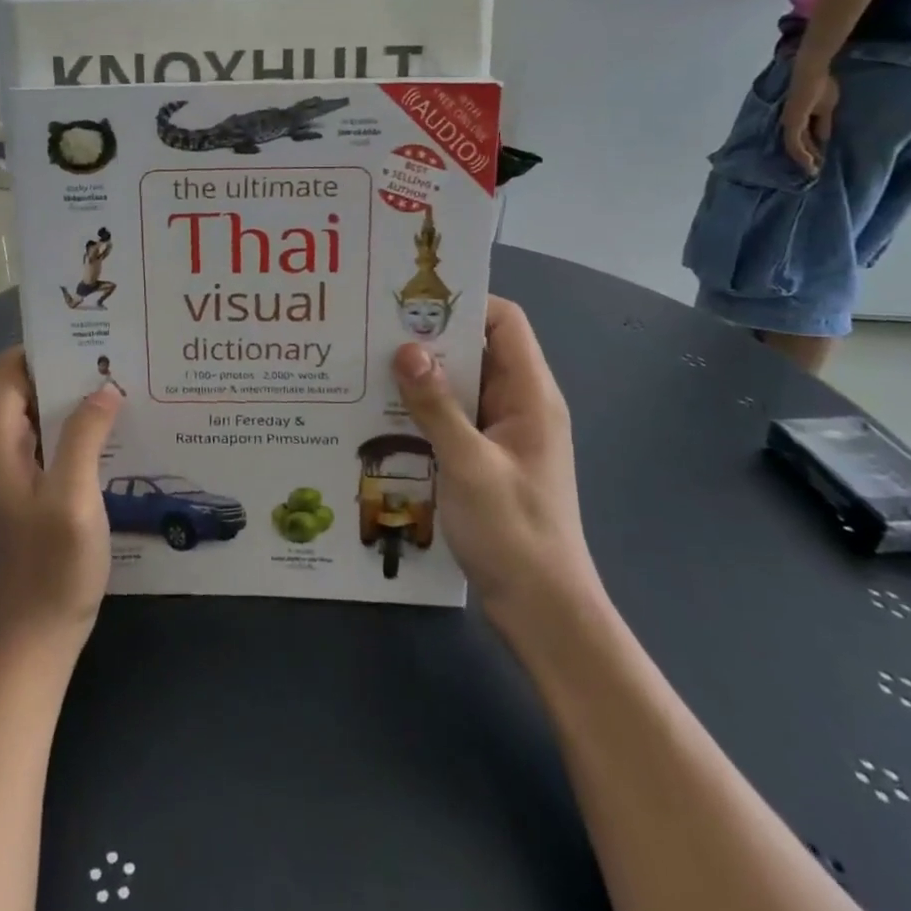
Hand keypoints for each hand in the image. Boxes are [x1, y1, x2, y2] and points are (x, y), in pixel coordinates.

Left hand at [0, 349, 122, 655]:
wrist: (31, 644)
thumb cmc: (50, 568)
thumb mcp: (73, 496)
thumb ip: (85, 436)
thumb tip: (103, 389)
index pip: (10, 372)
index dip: (44, 349)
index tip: (90, 338)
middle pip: (26, 393)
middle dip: (68, 375)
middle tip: (119, 362)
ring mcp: (10, 479)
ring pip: (41, 423)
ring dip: (76, 407)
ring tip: (124, 393)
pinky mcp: (26, 501)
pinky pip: (49, 451)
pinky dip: (75, 437)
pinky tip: (114, 440)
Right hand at [393, 299, 595, 608]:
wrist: (542, 609)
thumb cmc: (514, 531)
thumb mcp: (468, 463)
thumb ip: (436, 405)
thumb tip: (405, 348)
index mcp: (531, 396)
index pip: (505, 322)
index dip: (465, 303)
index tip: (412, 302)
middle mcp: (519, 405)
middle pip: (478, 350)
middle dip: (430, 338)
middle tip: (375, 331)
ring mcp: (502, 434)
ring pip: (461, 385)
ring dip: (422, 377)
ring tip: (369, 366)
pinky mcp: (485, 459)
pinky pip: (453, 418)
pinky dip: (423, 410)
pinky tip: (383, 415)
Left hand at [780, 56, 839, 176]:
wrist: (812, 73)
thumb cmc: (820, 86)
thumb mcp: (826, 110)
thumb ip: (822, 124)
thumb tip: (824, 140)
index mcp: (797, 121)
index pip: (803, 141)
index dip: (811, 152)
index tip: (819, 164)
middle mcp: (790, 124)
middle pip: (797, 147)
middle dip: (806, 160)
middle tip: (813, 174)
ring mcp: (789, 123)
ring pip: (794, 148)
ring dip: (804, 160)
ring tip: (812, 172)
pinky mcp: (791, 122)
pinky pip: (794, 142)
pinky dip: (801, 153)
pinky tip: (808, 163)